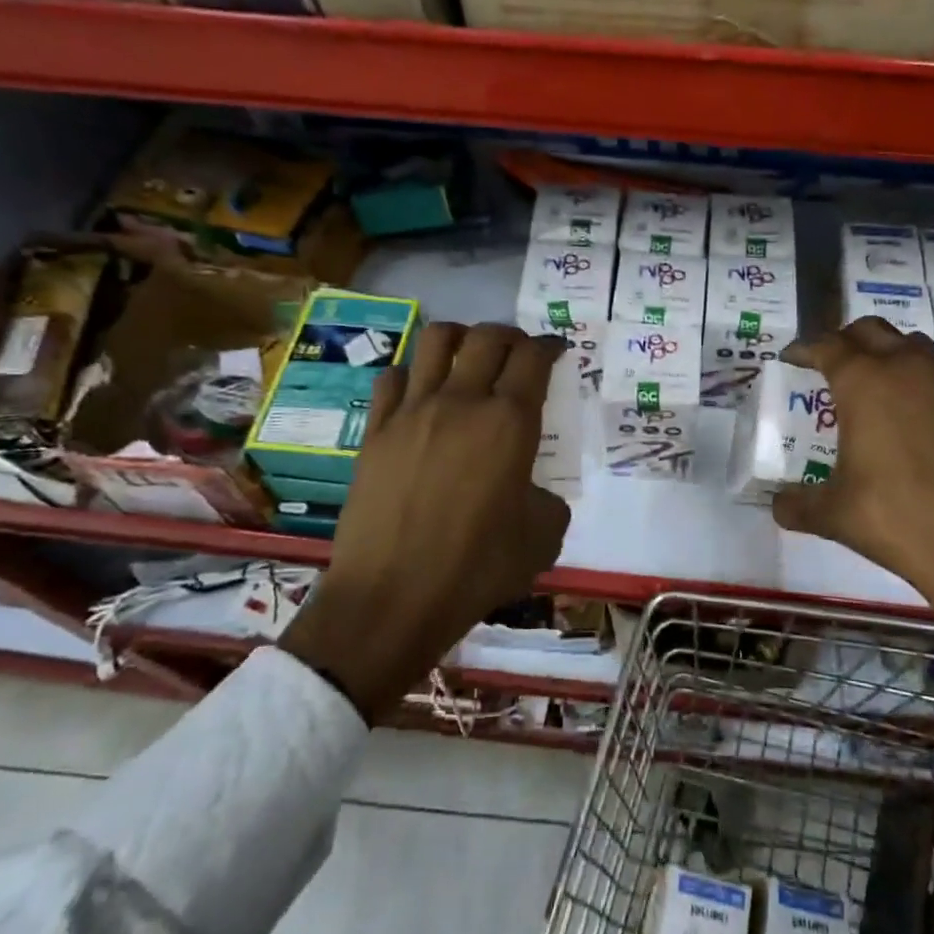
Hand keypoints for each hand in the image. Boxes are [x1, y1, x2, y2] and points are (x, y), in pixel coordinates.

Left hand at [280, 322, 571, 717]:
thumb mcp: (543, 537)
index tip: (556, 349)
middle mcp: (462, 402)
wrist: (392, 597)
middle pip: (487, 337)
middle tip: (518, 352)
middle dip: (510, 335)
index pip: (534, 357)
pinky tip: (421, 393)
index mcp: (510, 422)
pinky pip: (394, 377)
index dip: (550, 345)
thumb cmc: (477, 568)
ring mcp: (413, 411)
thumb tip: (531, 491)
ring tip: (468, 357)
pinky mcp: (376, 430)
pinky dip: (414, 373)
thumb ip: (548, 500)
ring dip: (461, 338)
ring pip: (436, 340)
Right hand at [772, 318, 933, 702]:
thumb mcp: (833, 515)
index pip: (828, 345)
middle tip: (830, 366)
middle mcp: (908, 371)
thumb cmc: (895, 519)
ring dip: (888, 355)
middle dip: (846, 340)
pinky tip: (915, 429)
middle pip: (872, 331)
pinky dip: (920, 389)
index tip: (791, 358)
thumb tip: (778, 505)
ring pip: (913, 347)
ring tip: (874, 389)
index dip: (804, 348)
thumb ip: (797, 505)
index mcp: (865, 383)